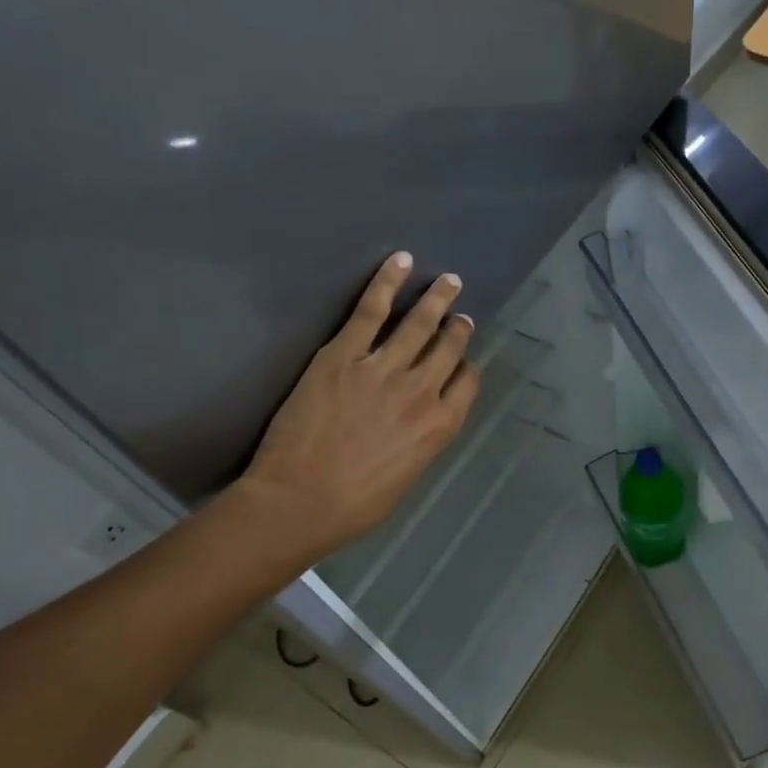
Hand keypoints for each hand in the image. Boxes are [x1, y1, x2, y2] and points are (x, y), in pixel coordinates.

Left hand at [237, 252, 480, 560]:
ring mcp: (384, 369)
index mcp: (440, 426)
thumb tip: (421, 420)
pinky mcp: (344, 354)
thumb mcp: (407, 477)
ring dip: (437, 299)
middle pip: (449, 348)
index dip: (467, 368)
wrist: (299, 502)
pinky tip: (402, 261)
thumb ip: (422, 440)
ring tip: (449, 281)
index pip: (467, 383)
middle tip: (460, 314)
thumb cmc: (354, 505)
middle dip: (458, 328)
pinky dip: (388, 282)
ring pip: (419, 323)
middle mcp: (422, 391)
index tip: (462, 362)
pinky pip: (372, 309)